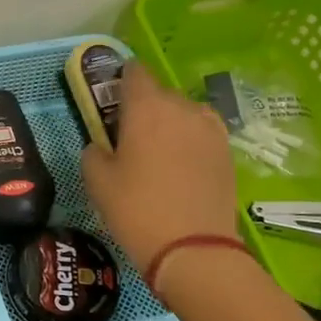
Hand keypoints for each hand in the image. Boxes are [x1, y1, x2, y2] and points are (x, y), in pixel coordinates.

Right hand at [81, 62, 238, 271]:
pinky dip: (188, 141)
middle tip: (128, 138)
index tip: (110, 101)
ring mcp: (210, 128)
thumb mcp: (96, 180)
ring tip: (157, 154)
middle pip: (158, 93)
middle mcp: (181, 107)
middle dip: (143, 107)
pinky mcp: (227, 151)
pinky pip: (200, 133)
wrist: (193, 249)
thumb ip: (93, 150)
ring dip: (168, 124)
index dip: (120, 81)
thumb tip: (102, 145)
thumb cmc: (136, 209)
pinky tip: (180, 167)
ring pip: (182, 113)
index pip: (133, 71)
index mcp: (146, 106)